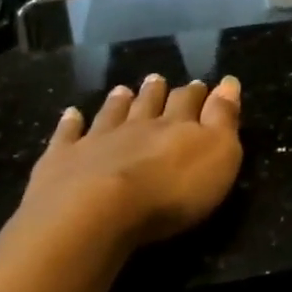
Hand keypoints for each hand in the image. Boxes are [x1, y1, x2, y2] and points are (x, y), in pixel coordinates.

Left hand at [16, 73, 242, 250]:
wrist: (95, 212)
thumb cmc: (171, 190)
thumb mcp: (218, 155)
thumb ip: (223, 118)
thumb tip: (229, 83)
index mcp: (177, 126)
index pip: (190, 103)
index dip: (197, 94)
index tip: (201, 85)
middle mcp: (137, 126)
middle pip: (149, 103)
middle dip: (157, 92)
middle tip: (157, 79)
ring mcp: (96, 140)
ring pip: (111, 114)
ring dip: (119, 102)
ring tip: (122, 90)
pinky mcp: (62, 160)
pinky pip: (67, 136)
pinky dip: (70, 123)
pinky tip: (71, 114)